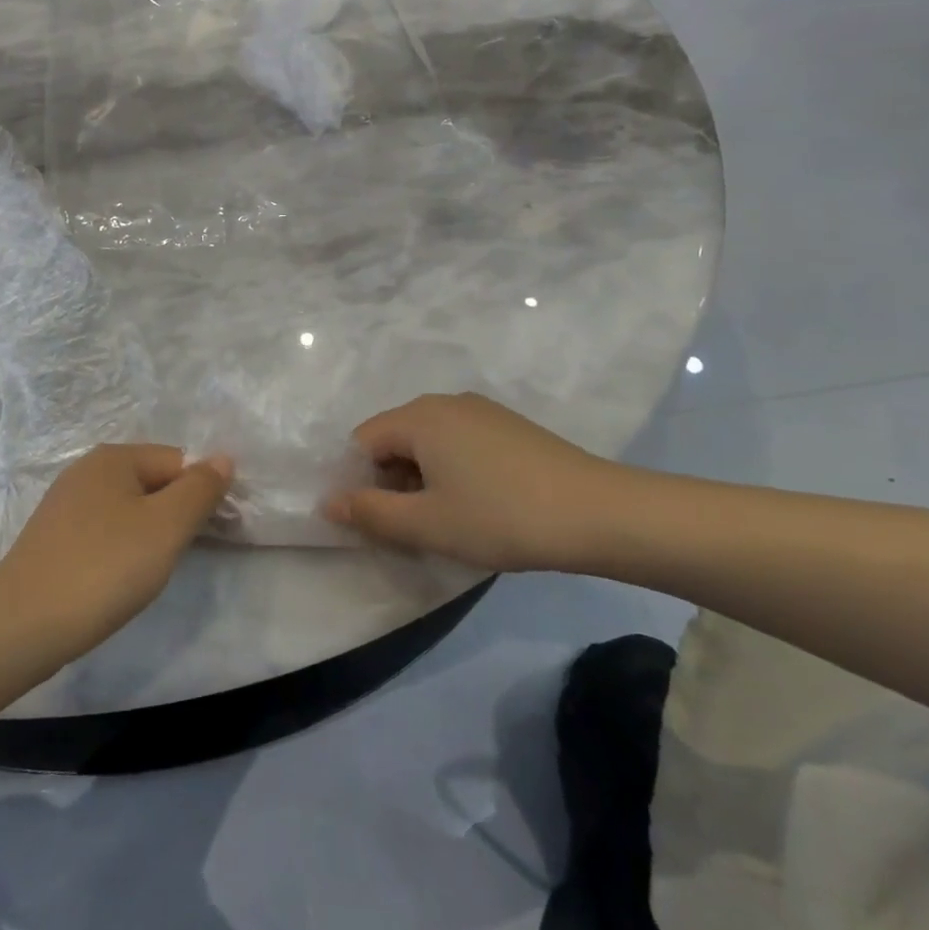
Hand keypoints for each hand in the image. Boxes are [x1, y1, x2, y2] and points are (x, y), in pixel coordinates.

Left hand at [0, 445, 232, 653]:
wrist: (24, 623)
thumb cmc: (105, 567)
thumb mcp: (166, 526)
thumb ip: (200, 489)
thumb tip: (223, 457)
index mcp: (114, 456)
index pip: (178, 462)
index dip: (199, 495)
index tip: (208, 535)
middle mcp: (87, 469)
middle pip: (152, 482)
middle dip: (173, 515)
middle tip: (176, 557)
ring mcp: (66, 503)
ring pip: (129, 509)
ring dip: (148, 535)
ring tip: (146, 573)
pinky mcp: (53, 536)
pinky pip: (104, 531)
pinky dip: (119, 550)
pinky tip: (116, 579)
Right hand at [323, 393, 627, 572]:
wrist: (601, 513)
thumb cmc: (502, 517)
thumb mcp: (428, 524)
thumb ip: (370, 513)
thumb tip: (327, 502)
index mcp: (418, 416)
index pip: (362, 443)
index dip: (360, 483)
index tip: (380, 523)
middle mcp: (444, 401)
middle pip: (394, 439)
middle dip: (391, 482)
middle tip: (413, 528)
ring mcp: (480, 410)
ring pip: (427, 442)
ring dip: (422, 480)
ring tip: (447, 521)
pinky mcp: (508, 425)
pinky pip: (458, 442)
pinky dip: (452, 470)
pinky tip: (480, 504)